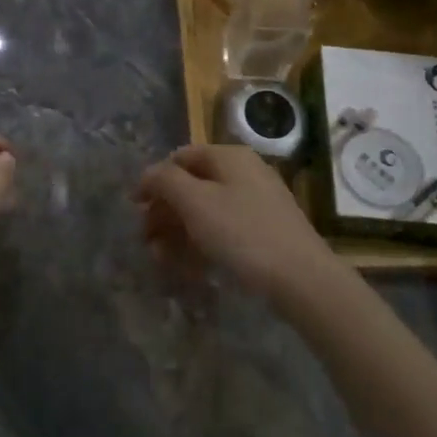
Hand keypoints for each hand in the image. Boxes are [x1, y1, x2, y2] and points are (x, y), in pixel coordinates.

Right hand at [135, 144, 345, 308]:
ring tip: (161, 259)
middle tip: (145, 239)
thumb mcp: (195, 202)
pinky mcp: (265, 232)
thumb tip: (148, 175)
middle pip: (192, 185)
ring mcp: (257, 203)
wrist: (302, 279)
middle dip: (164, 211)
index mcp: (229, 157)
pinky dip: (202, 244)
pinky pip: (224, 231)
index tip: (134, 207)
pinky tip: (189, 268)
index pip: (180, 157)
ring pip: (206, 211)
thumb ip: (165, 181)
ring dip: (178, 232)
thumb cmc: (243, 233)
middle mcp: (245, 173)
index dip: (154, 179)